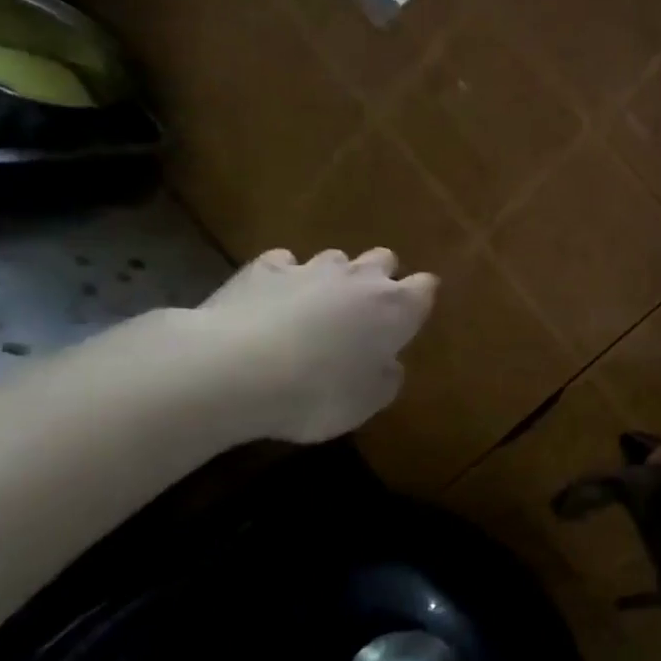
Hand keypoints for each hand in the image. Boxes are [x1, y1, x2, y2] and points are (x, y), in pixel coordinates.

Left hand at [188, 247, 437, 443]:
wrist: (235, 371)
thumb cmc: (318, 392)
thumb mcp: (368, 402)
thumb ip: (386, 377)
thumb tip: (388, 363)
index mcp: (395, 308)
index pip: (425, 287)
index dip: (419, 300)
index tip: (412, 317)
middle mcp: (359, 278)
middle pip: (384, 259)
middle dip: (380, 278)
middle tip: (365, 311)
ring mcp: (310, 268)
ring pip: (335, 258)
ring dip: (333, 277)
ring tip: (316, 305)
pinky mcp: (263, 269)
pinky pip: (283, 263)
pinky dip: (283, 277)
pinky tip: (271, 298)